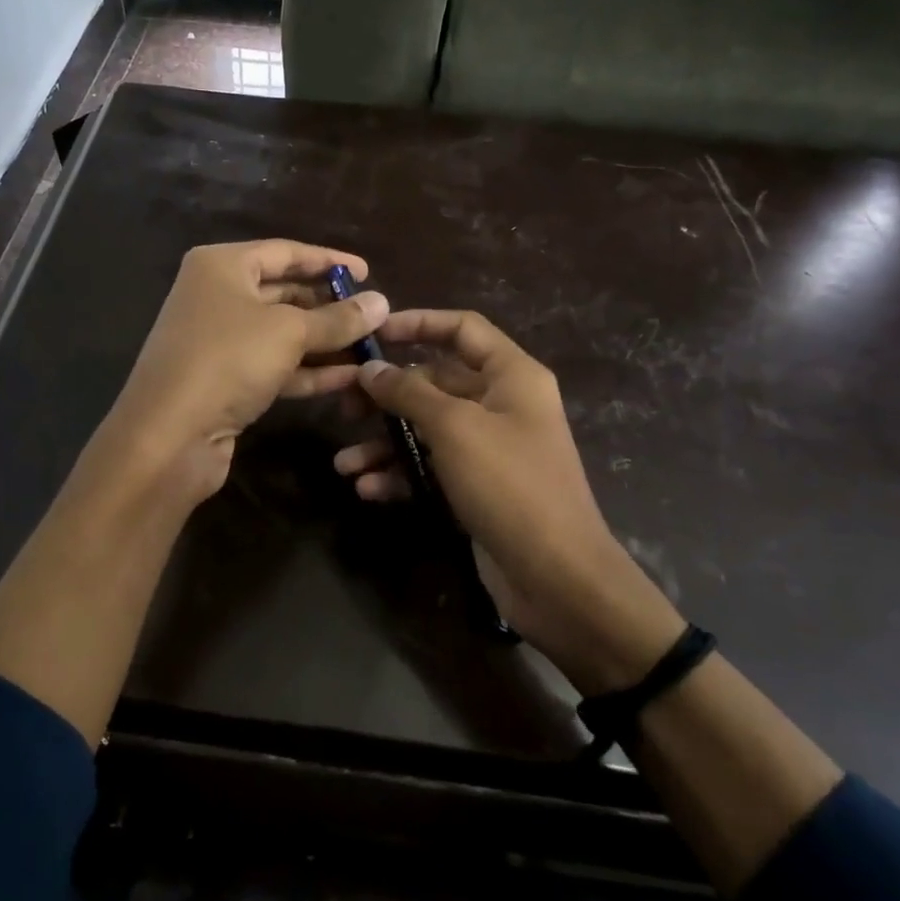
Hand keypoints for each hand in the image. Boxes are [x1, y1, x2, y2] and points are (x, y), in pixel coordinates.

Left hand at [103, 239, 388, 503]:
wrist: (169, 436)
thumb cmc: (227, 361)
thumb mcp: (289, 332)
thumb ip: (338, 318)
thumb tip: (382, 302)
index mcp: (222, 266)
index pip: (285, 252)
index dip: (329, 261)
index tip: (367, 273)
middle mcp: (217, 296)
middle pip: (284, 293)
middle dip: (330, 307)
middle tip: (373, 317)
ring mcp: (220, 341)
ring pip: (282, 334)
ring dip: (326, 343)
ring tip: (371, 349)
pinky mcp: (226, 380)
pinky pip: (275, 366)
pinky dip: (309, 370)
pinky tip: (350, 379)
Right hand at [334, 310, 684, 692]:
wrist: (557, 577)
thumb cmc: (510, 485)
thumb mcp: (455, 428)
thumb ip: (409, 392)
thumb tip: (370, 368)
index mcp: (512, 376)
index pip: (462, 329)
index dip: (417, 323)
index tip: (373, 334)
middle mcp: (502, 404)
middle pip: (436, 381)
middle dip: (388, 395)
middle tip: (343, 407)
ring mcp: (490, 448)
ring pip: (428, 429)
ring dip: (386, 443)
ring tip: (344, 462)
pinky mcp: (478, 487)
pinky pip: (433, 467)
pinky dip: (402, 474)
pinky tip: (368, 489)